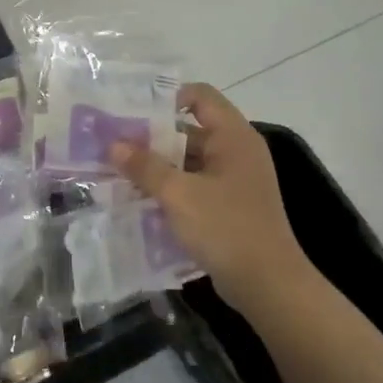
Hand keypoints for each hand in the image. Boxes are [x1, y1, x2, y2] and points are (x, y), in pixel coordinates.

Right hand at [110, 83, 313, 306]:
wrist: (269, 286)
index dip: (168, 97)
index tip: (133, 111)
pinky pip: (195, 184)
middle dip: (152, 136)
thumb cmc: (226, 228)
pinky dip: (171, 187)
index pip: (200, 96)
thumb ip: (145, 167)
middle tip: (115, 142)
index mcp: (233, 136)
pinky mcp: (229, 205)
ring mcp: (235, 180)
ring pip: (189, 160)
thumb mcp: (179, 194)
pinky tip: (141, 197)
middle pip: (190, 129)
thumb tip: (114, 144)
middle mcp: (236, 151)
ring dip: (158, 165)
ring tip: (119, 170)